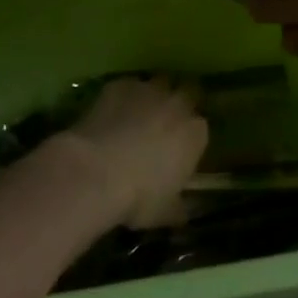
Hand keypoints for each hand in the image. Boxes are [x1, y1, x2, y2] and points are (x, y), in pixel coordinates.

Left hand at [58, 76, 207, 228]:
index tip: (179, 150)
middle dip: (177, 105)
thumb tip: (183, 213)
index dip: (189, 137)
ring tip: (135, 118)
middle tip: (162, 124)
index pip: (200, 128)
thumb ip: (178, 208)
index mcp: (194, 133)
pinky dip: (122, 98)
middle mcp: (177, 103)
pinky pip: (127, 87)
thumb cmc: (138, 197)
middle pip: (185, 94)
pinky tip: (110, 116)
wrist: (96, 172)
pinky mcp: (120, 84)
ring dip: (151, 98)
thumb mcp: (165, 212)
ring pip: (156, 85)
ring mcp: (148, 89)